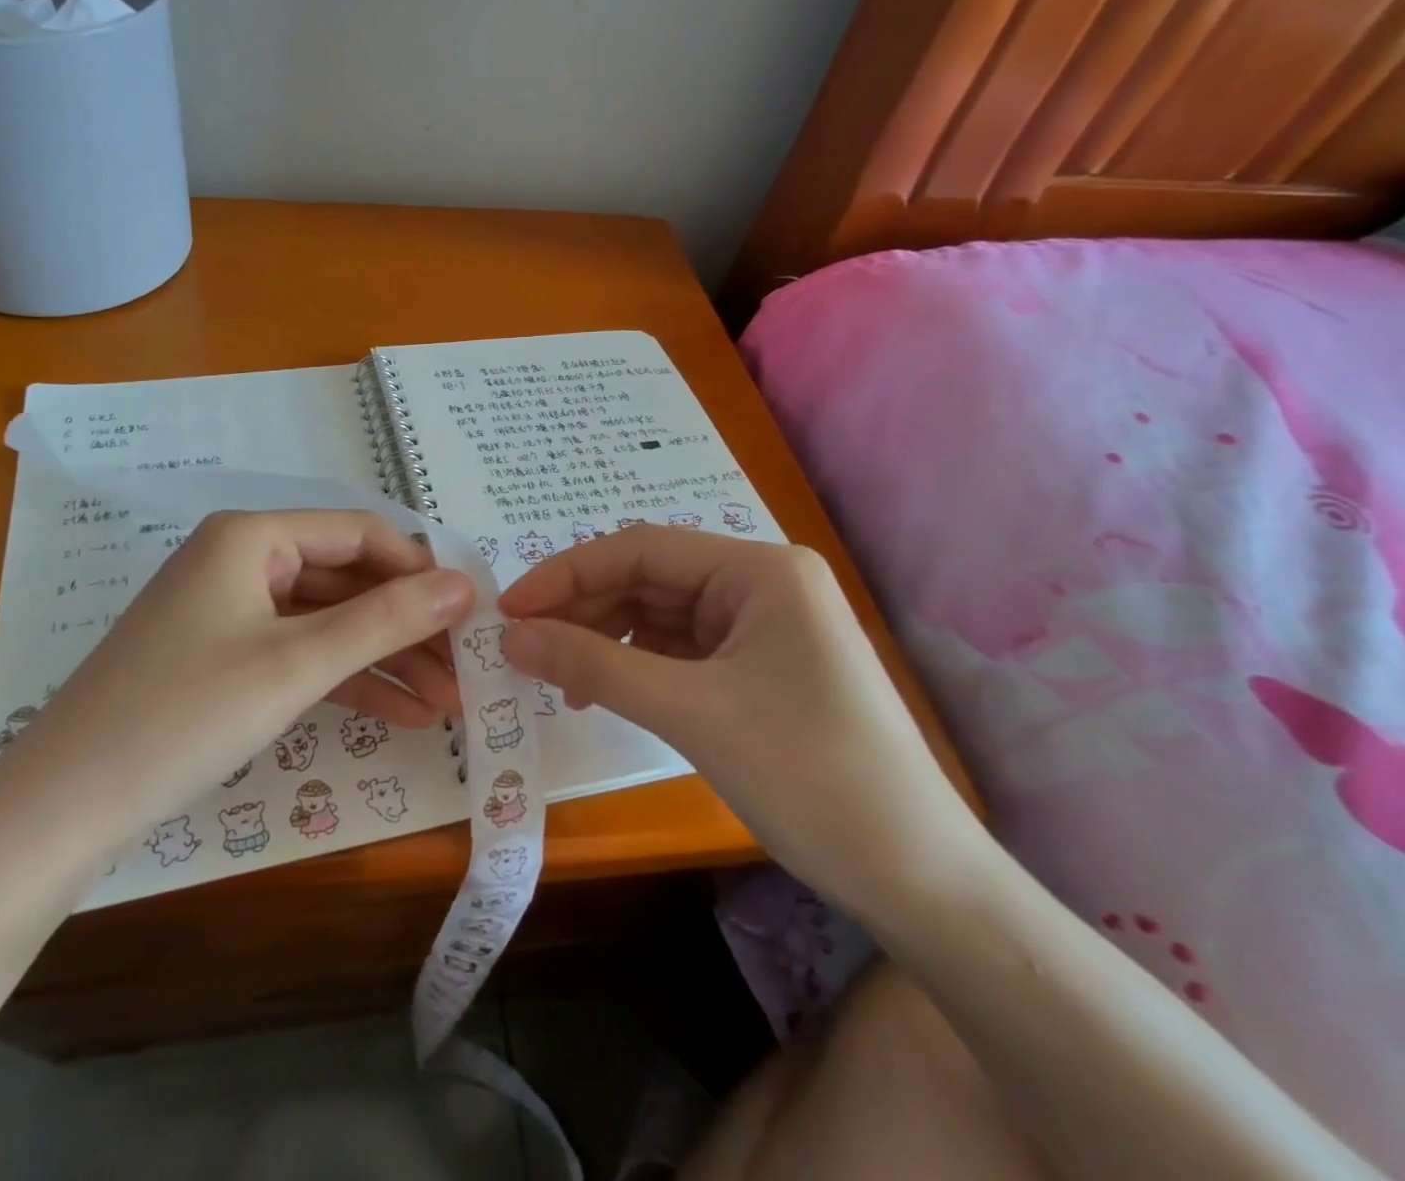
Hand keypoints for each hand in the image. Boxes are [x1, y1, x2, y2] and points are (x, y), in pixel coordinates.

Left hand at [0, 509, 474, 852]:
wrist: (62, 811)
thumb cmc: (184, 715)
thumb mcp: (296, 664)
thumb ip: (386, 619)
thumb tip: (465, 585)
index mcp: (253, 536)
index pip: (361, 533)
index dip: (420, 570)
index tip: (471, 614)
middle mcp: (243, 561)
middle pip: (348, 580)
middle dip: (408, 626)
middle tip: (465, 671)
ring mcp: (233, 612)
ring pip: (330, 623)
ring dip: (387, 658)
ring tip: (447, 703)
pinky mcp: (226, 659)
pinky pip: (301, 656)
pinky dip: (348, 681)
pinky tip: (400, 714)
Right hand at [497, 526, 980, 916]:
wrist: (918, 879)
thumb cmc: (810, 776)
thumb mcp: (690, 712)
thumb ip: (594, 664)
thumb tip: (511, 636)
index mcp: (760, 568)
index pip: (642, 548)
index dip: (569, 572)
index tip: (510, 608)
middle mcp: (762, 583)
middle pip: (649, 578)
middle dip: (585, 608)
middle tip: (524, 645)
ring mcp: (763, 626)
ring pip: (660, 613)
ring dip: (605, 638)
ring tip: (559, 677)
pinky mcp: (759, 667)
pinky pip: (680, 648)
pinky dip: (636, 664)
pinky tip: (604, 689)